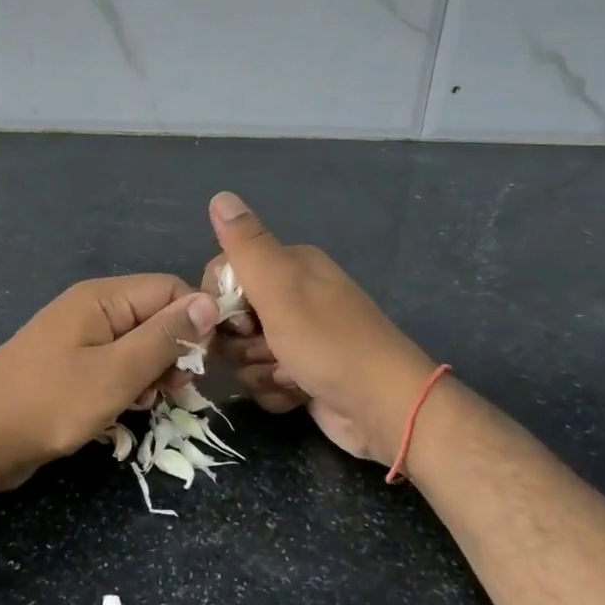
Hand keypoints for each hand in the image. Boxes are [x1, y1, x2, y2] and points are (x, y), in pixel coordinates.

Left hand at [0, 276, 218, 494]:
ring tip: (149, 402)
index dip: (195, 321)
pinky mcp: (72, 367)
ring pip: (139, 345)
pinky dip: (129, 384)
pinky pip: (116, 365)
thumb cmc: (49, 403)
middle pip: (156, 316)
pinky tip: (128, 408)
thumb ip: (165, 337)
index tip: (205, 362)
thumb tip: (209, 301)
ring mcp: (80, 339)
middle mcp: (93, 310)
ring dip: (153, 372)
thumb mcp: (116, 372)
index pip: (170, 289)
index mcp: (102, 298)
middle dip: (175, 351)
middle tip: (178, 390)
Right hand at [204, 192, 434, 465]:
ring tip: (291, 375)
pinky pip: (262, 381)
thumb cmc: (329, 344)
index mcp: (290, 266)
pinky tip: (298, 394)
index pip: (224, 274)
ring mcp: (297, 338)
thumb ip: (246, 245)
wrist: (384, 408)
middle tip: (270, 349)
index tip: (241, 321)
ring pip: (243, 354)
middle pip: (231, 318)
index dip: (221, 302)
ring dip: (260, 370)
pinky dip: (275, 391)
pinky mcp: (300, 374)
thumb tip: (220, 195)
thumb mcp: (280, 288)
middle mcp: (292, 297)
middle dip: (243, 343)